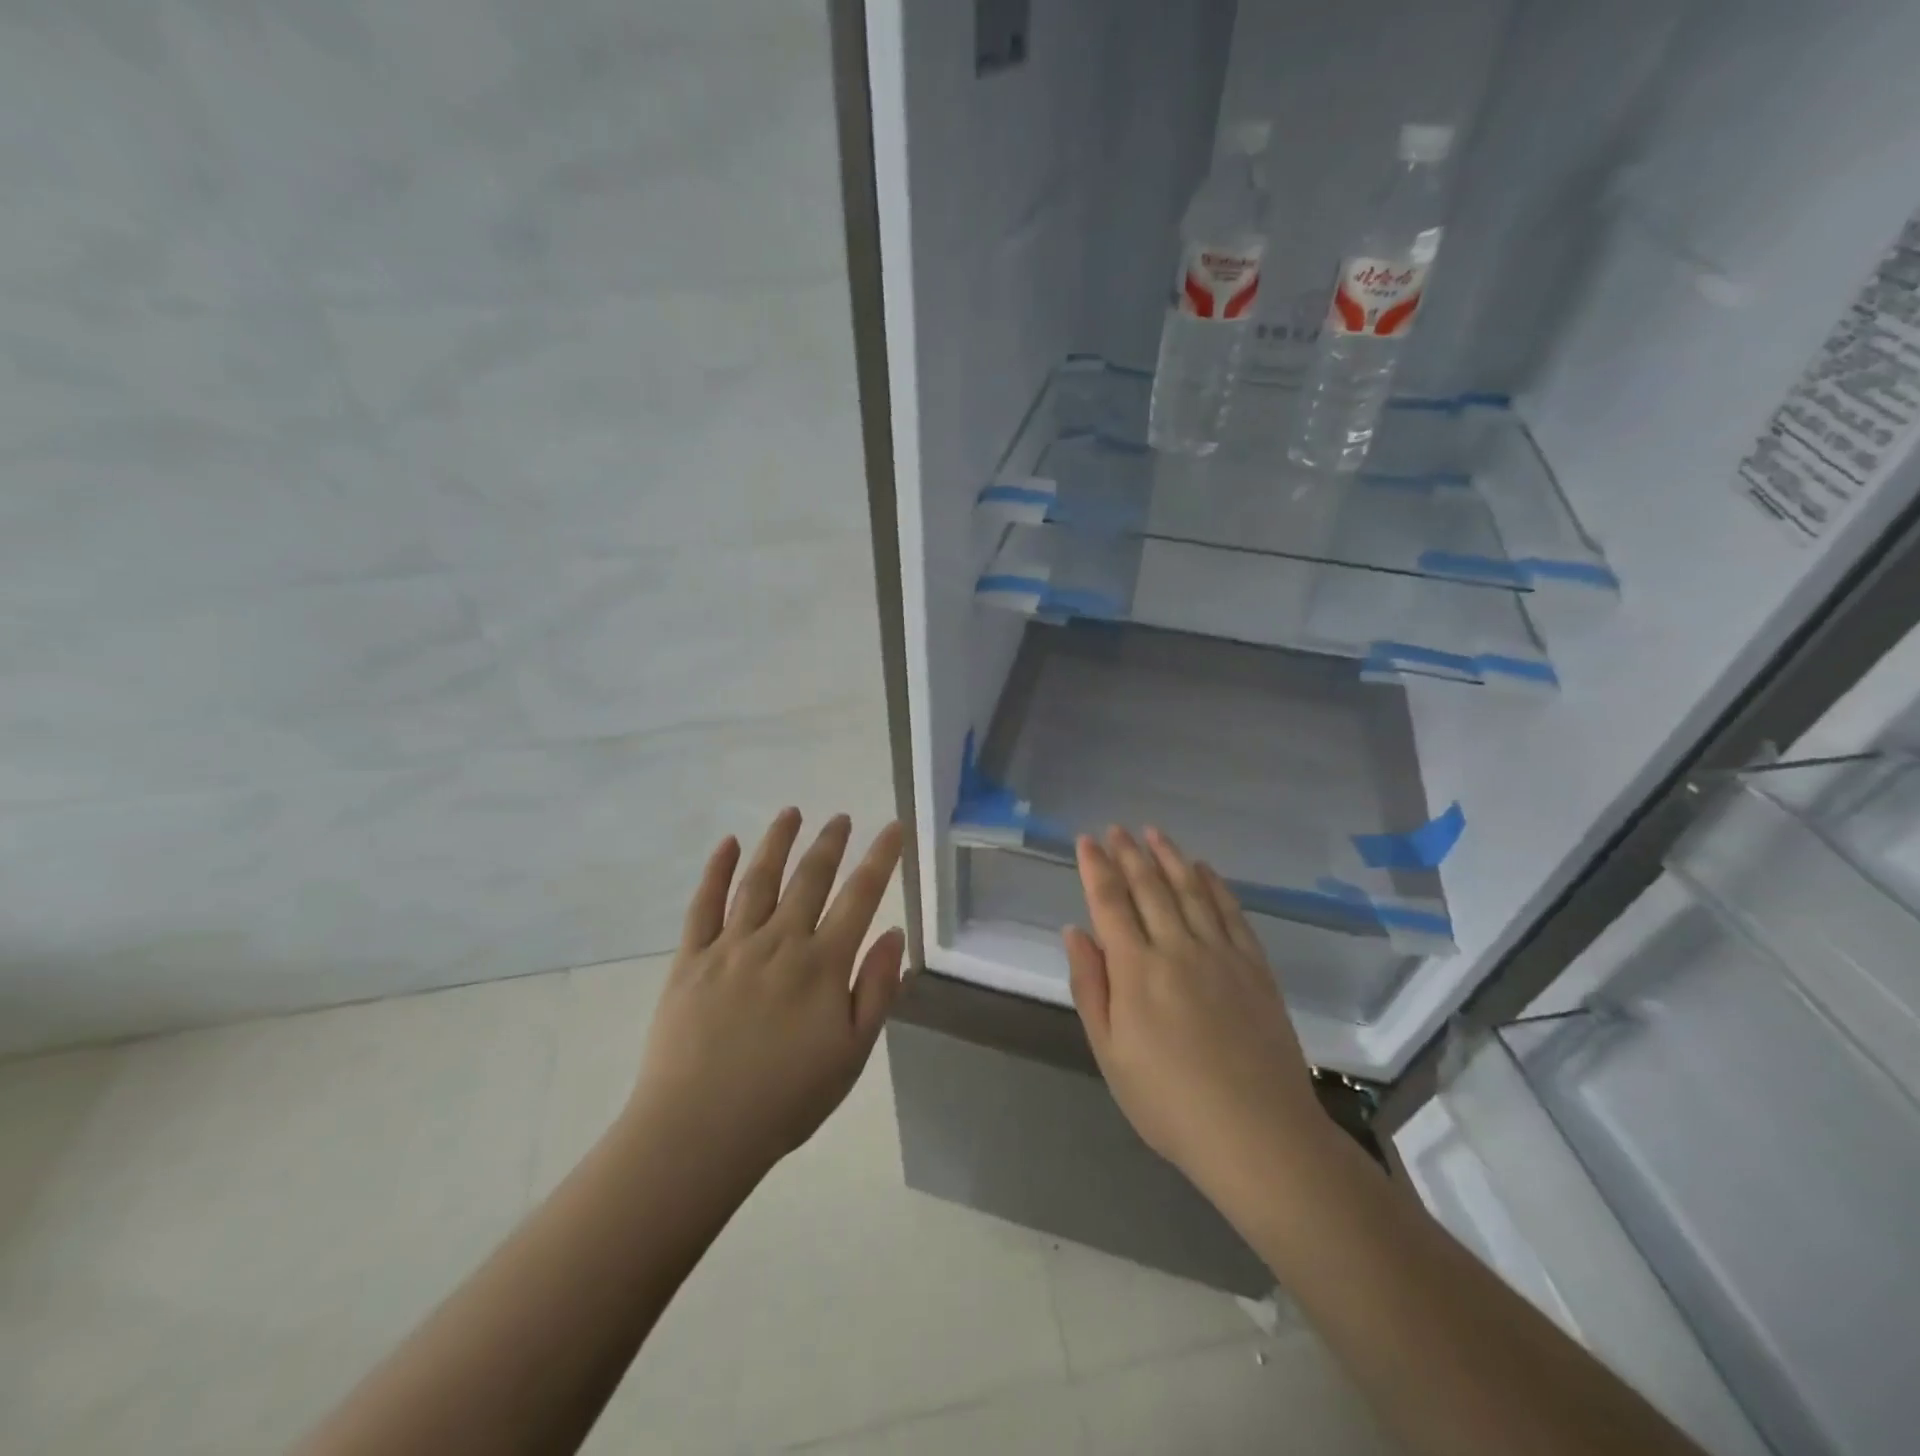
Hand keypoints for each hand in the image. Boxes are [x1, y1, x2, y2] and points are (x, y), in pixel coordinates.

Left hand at [630, 808, 906, 1181]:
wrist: (698, 1132)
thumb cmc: (786, 1099)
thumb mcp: (851, 1054)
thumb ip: (876, 990)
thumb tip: (895, 934)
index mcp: (822, 965)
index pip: (860, 896)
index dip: (880, 858)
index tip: (892, 827)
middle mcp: (780, 941)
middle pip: (810, 878)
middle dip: (829, 842)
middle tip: (840, 817)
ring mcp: (731, 946)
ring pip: (759, 879)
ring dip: (777, 842)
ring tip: (791, 813)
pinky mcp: (691, 959)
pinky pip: (704, 904)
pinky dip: (716, 871)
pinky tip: (726, 845)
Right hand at [1063, 826, 1332, 1210]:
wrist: (1258, 1133)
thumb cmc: (1169, 1102)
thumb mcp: (1110, 1053)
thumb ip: (1090, 987)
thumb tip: (1074, 932)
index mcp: (1136, 969)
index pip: (1109, 903)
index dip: (1095, 868)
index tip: (1086, 840)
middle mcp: (1177, 947)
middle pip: (1148, 887)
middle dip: (1128, 853)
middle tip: (1116, 828)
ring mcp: (1221, 953)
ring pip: (1189, 889)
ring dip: (1169, 857)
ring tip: (1153, 832)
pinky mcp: (1254, 965)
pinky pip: (1231, 911)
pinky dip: (1214, 884)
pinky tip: (1203, 869)